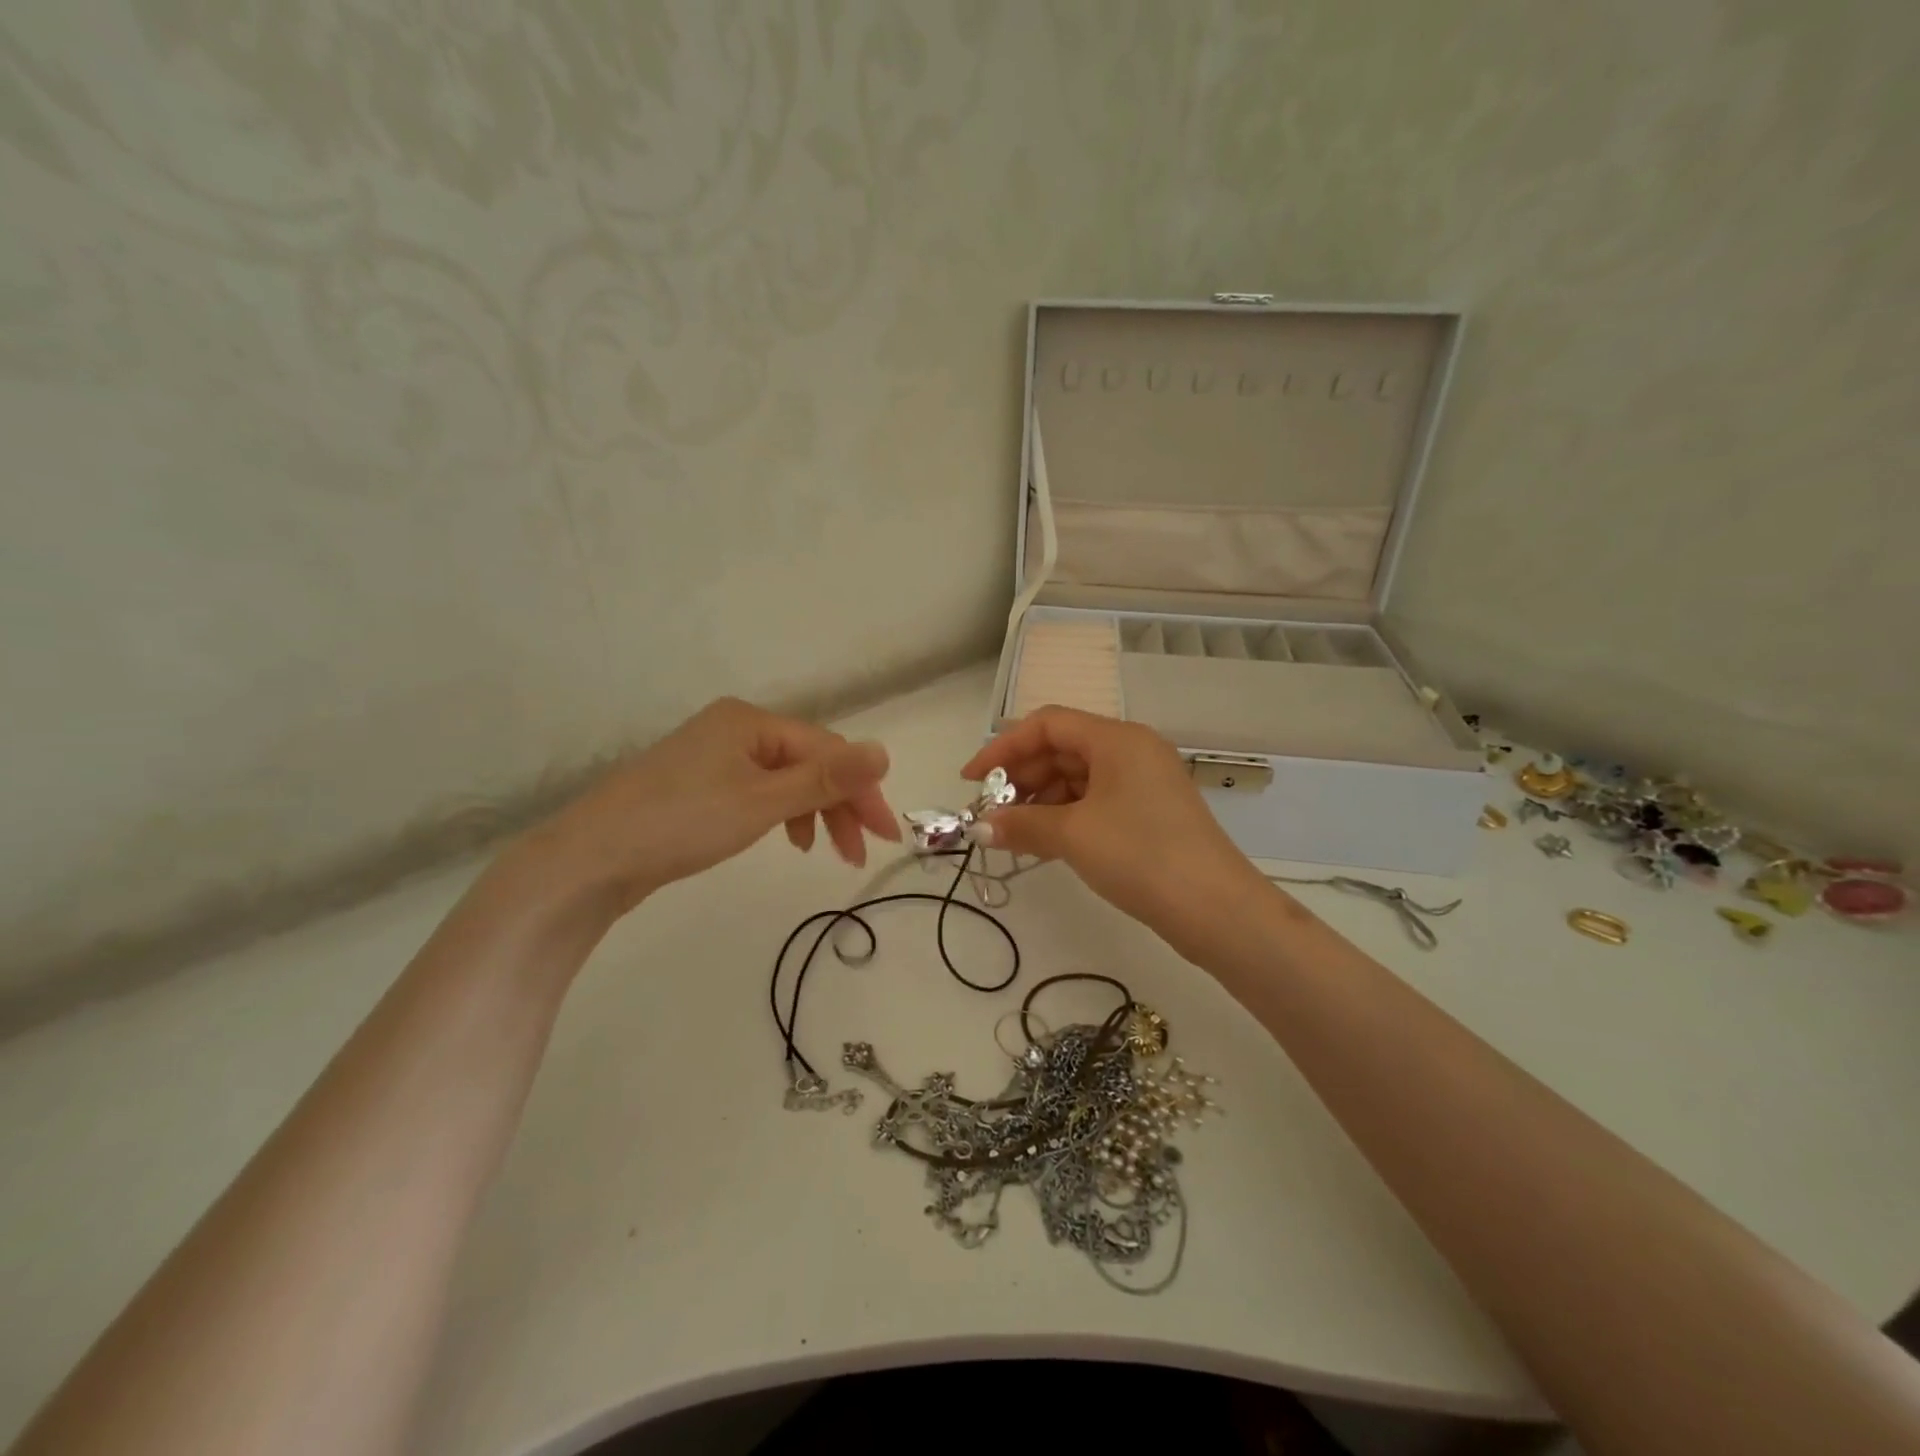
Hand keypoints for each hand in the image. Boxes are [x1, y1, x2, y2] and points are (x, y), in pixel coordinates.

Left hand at [528, 697, 900, 915]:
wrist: (591, 859)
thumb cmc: (682, 823)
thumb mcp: (762, 801)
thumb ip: (825, 779)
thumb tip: (884, 751)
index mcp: (751, 721)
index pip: (826, 750)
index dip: (861, 791)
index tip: (886, 835)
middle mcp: (734, 729)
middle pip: (807, 763)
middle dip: (839, 805)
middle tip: (860, 852)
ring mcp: (713, 757)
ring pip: (785, 780)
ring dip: (814, 812)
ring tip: (827, 852)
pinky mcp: (699, 785)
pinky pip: (759, 791)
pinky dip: (782, 814)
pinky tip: (788, 838)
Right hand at [959, 706, 1267, 957]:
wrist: (1215, 909)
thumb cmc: (1140, 855)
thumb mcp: (1073, 835)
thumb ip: (1021, 824)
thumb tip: (980, 828)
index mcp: (1116, 738)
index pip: (1047, 724)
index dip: (1003, 747)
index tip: (971, 780)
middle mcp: (1131, 750)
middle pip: (1062, 749)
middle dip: (1021, 778)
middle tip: (989, 813)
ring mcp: (1143, 782)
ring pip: (1077, 777)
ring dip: (1040, 800)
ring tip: (1012, 833)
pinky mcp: (1149, 813)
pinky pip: (1095, 801)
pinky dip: (1065, 816)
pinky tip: (1044, 842)